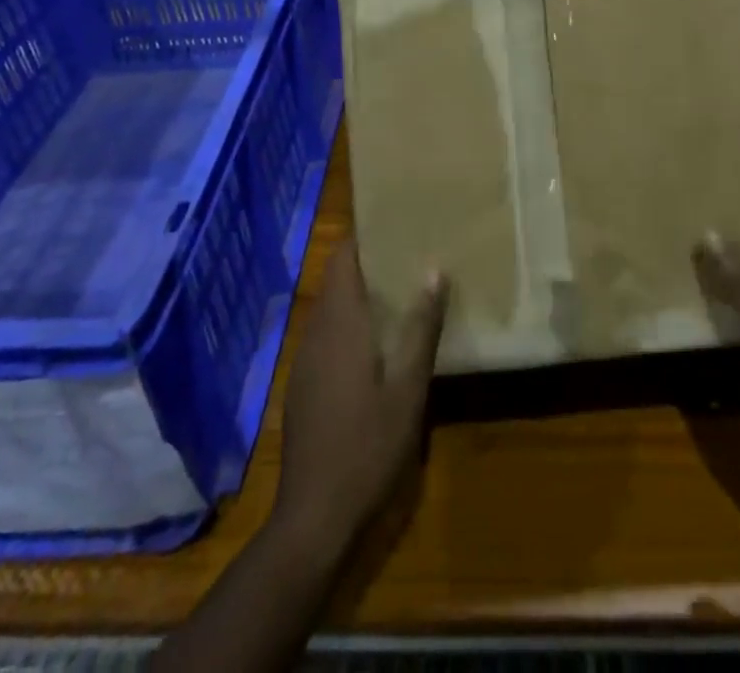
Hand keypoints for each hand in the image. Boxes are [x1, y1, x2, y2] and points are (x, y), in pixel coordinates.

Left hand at [272, 241, 447, 555]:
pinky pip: (328, 334)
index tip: (395, 222)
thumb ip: (420, 327)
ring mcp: (306, 359)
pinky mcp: (305, 384)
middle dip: (369, 262)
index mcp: (340, 323)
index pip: (342, 258)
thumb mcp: (407, 388)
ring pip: (332, 308)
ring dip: (360, 293)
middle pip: (337, 279)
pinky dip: (351, 322)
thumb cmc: (367, 447)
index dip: (364, 236)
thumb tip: (434, 270)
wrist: (314, 517)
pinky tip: (378, 341)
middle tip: (410, 252)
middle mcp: (317, 331)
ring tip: (402, 288)